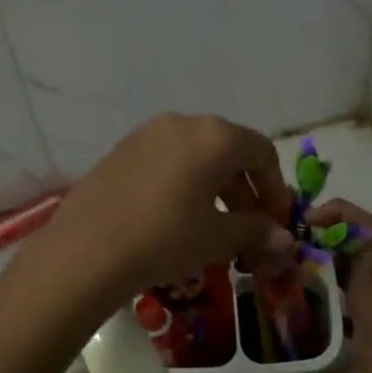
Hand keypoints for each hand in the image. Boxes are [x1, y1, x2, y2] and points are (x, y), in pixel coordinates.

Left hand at [44, 113, 295, 298]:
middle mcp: (182, 122)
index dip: (276, 188)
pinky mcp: (121, 151)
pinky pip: (166, 162)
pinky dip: (184, 185)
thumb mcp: (218, 238)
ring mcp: (146, 134)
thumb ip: (256, 232)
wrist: (87, 249)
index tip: (277, 222)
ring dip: (215, 189)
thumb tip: (284, 240)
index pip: (262, 152)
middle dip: (245, 192)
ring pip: (196, 156)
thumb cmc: (166, 238)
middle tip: (250, 231)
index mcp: (215, 136)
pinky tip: (176, 220)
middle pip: (229, 152)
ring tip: (214, 229)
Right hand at [283, 201, 371, 372]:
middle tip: (275, 253)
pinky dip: (331, 295)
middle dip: (314, 242)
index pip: (367, 228)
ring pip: (350, 271)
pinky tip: (308, 318)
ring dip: (320, 269)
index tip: (304, 221)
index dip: (338, 213)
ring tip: (282, 281)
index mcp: (371, 288)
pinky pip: (354, 294)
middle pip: (350, 246)